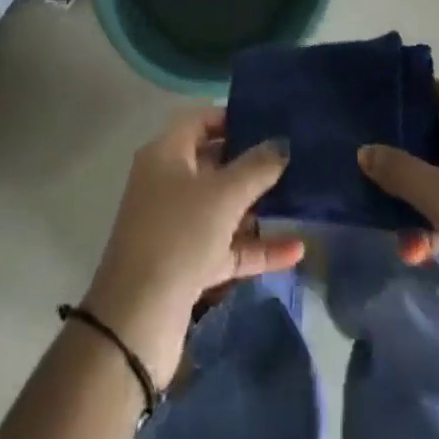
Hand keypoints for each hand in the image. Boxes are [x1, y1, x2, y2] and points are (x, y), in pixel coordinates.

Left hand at [81, 109, 302, 387]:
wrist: (138, 322)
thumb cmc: (178, 236)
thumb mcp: (223, 195)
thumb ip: (257, 166)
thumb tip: (283, 143)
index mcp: (165, 154)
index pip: (200, 120)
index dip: (232, 117)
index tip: (269, 120)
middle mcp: (168, 184)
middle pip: (213, 162)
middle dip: (251, 161)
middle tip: (293, 155)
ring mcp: (178, 226)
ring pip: (223, 207)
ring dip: (258, 206)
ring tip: (300, 196)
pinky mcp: (189, 266)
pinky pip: (228, 247)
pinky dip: (257, 247)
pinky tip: (296, 249)